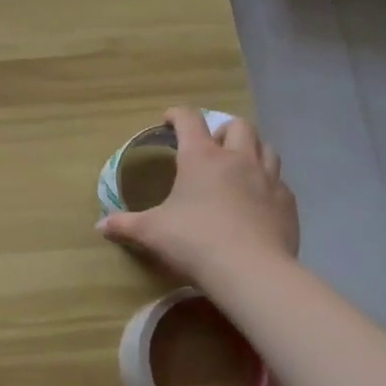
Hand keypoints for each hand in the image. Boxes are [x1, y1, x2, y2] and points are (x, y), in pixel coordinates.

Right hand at [99, 107, 299, 280]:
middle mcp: (237, 159)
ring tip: (238, 166)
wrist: (250, 270)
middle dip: (222, 129)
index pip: (189, 120)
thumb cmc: (194, 241)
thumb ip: (125, 225)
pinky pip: (278, 182)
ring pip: (265, 147)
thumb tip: (100, 226)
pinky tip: (257, 200)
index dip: (177, 115)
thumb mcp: (151, 232)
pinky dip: (267, 182)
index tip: (168, 121)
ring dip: (251, 149)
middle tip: (210, 145)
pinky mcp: (286, 202)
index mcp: (201, 157)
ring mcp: (268, 179)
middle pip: (237, 126)